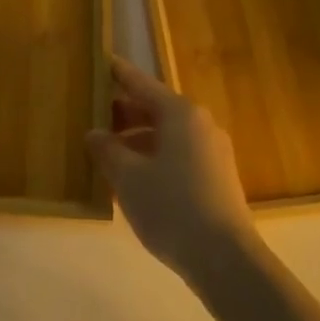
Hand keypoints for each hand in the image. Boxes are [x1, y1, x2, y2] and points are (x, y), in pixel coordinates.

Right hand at [87, 57, 255, 281]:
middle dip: (124, 113)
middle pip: (155, 109)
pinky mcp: (217, 177)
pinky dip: (153, 158)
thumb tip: (95, 133)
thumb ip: (107, 150)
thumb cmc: (171, 207)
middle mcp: (200, 124)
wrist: (226, 260)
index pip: (141, 84)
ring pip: (166, 135)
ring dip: (137, 141)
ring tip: (107, 154)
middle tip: (93, 116)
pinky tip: (133, 180)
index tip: (102, 60)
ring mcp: (212, 151)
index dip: (119, 73)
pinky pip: (178, 155)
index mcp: (179, 114)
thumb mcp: (128, 178)